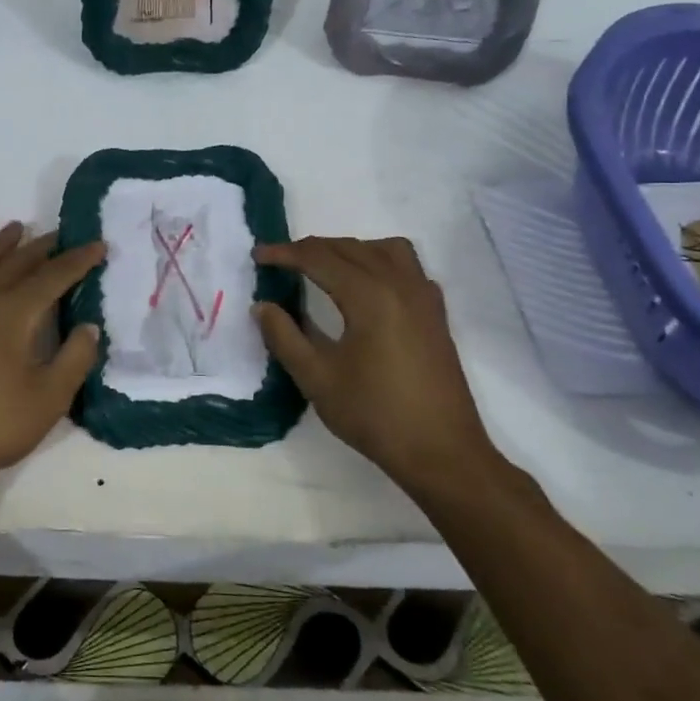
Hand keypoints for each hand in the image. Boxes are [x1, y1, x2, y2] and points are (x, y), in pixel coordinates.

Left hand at [0, 223, 103, 497]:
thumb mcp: (49, 398)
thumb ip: (75, 357)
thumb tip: (88, 325)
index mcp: (14, 311)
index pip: (53, 275)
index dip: (79, 260)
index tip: (100, 245)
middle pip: (18, 261)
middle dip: (45, 246)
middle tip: (68, 235)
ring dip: (6, 245)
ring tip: (20, 229)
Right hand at [253, 237, 500, 490]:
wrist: (442, 453)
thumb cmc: (375, 415)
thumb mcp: (317, 379)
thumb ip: (284, 337)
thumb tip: (262, 306)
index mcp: (369, 296)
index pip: (318, 258)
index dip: (284, 253)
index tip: (257, 256)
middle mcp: (399, 284)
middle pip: (349, 247)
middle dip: (310, 249)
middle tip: (280, 261)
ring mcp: (423, 297)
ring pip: (382, 249)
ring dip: (348, 249)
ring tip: (323, 267)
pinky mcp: (436, 313)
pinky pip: (406, 266)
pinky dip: (378, 261)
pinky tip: (366, 287)